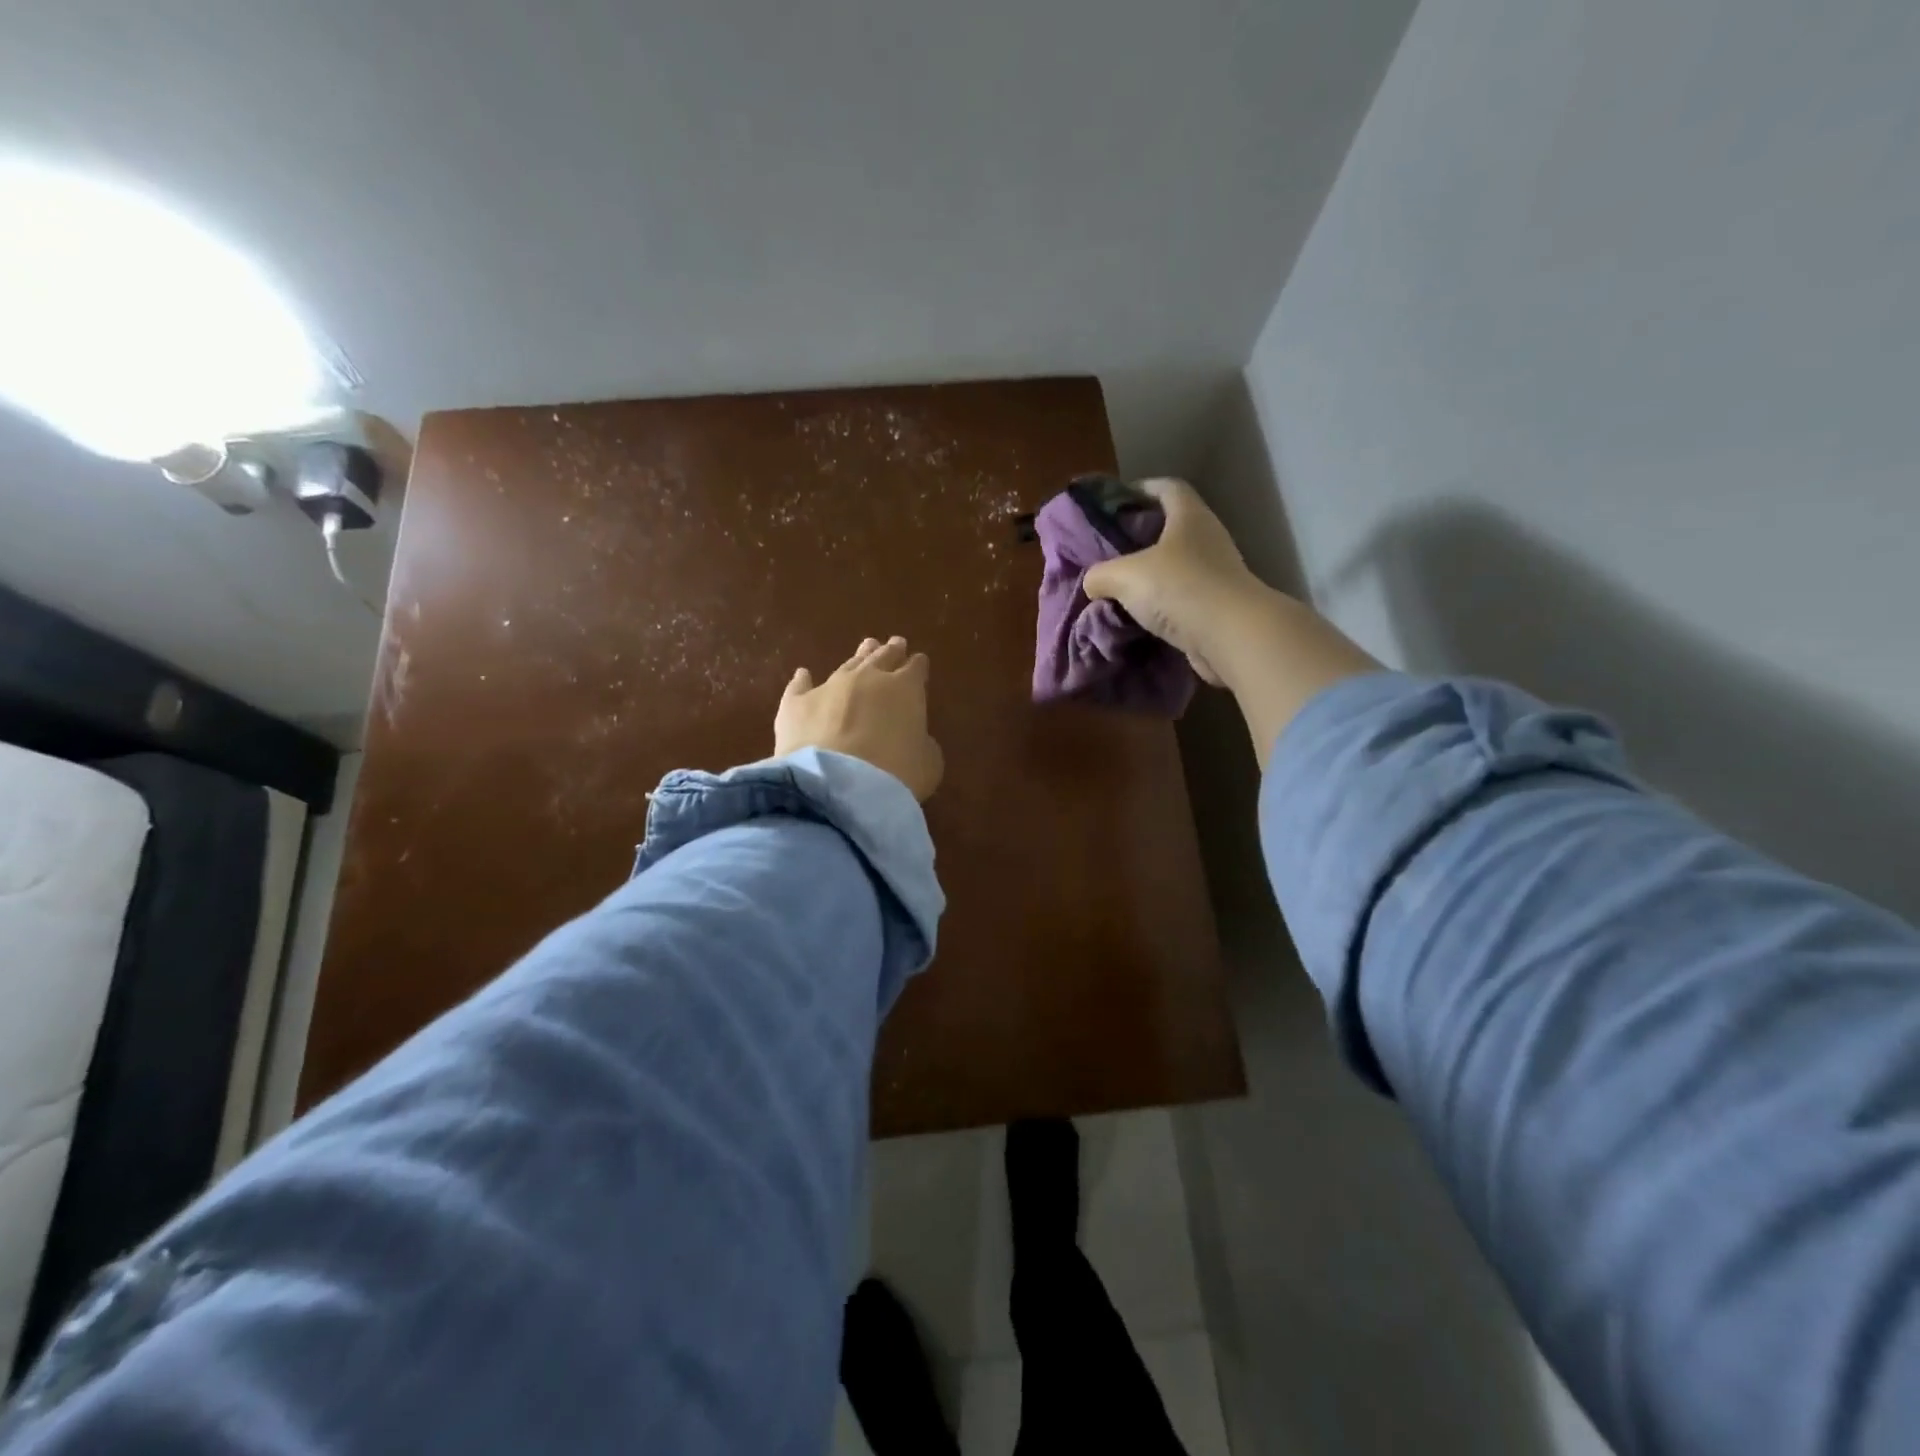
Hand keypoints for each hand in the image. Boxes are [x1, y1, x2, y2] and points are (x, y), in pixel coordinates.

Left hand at [775, 636, 943, 801]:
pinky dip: (804, 680)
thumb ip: (923, 744)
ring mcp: (829, 687)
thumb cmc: (895, 775)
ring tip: (866, 647)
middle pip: (882, 658)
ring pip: (847, 666)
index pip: (915, 669)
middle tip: (895, 643)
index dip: (918, 666)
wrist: (837, 785)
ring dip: (858, 657)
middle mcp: (867, 678)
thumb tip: (915, 739)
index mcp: (905, 689)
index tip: (919, 662)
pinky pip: (800, 686)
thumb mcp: (928, 764)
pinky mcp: (795, 704)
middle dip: (891, 651)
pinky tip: (803, 673)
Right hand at [1082, 478, 1262, 685]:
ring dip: (1151, 575)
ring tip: (1120, 587)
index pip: (1166, 487)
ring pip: (1177, 565)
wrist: (1231, 636)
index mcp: (1189, 515)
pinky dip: (1162, 604)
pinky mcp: (1218, 605)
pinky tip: (1139, 616)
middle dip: (1140, 537)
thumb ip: (1099, 575)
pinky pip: (1182, 597)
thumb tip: (1093, 583)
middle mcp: (1207, 537)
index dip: (1140, 490)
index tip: (1114, 504)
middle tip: (1110, 550)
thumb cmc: (1178, 588)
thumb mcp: (1123, 576)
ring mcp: (1217, 572)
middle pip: (1171, 527)